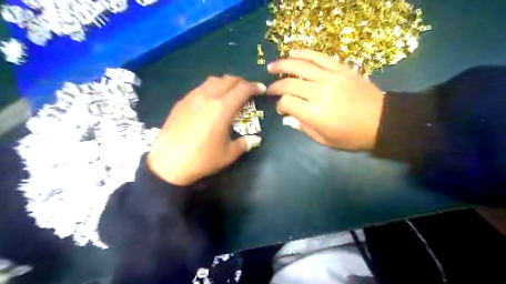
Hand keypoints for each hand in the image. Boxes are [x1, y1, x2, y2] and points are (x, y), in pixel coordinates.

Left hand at [149, 75, 265, 186]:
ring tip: (229, 93)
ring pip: (213, 80)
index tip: (261, 90)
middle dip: (242, 82)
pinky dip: (211, 88)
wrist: (168, 163)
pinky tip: (210, 101)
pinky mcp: (182, 102)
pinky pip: (200, 87)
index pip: (243, 89)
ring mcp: (193, 97)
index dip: (254, 87)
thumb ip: (244, 143)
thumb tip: (256, 139)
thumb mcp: (228, 154)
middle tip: (247, 92)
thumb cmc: (202, 159)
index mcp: (222, 108)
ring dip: (226, 83)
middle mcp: (208, 96)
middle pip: (229, 80)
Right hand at [267, 49, 381, 150]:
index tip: (281, 108)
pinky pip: (320, 57)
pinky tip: (293, 53)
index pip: (287, 103)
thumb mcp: (325, 140)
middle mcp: (320, 93)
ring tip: (272, 66)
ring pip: (301, 66)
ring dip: (283, 64)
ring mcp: (331, 78)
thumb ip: (304, 128)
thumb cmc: (352, 136)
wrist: (382, 121)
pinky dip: (304, 54)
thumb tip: (287, 118)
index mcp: (315, 114)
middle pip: (290, 84)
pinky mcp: (341, 69)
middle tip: (269, 88)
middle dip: (276, 86)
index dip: (280, 105)